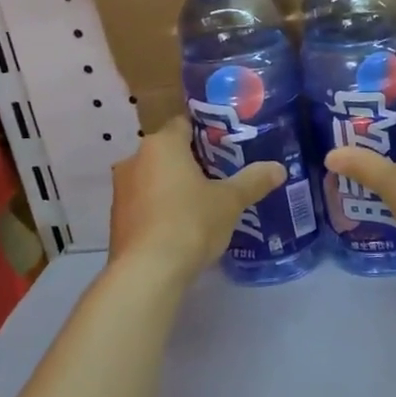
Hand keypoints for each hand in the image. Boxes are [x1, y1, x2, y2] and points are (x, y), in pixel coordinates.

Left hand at [108, 118, 284, 284]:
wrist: (148, 272)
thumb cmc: (191, 223)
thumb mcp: (230, 201)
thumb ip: (254, 181)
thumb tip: (279, 168)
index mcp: (161, 145)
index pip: (184, 123)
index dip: (208, 133)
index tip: (229, 147)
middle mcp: (135, 160)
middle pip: (169, 152)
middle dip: (194, 162)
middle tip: (223, 176)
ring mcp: (121, 190)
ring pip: (155, 178)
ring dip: (176, 186)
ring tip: (206, 203)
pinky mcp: (117, 219)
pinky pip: (146, 203)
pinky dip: (162, 208)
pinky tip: (184, 226)